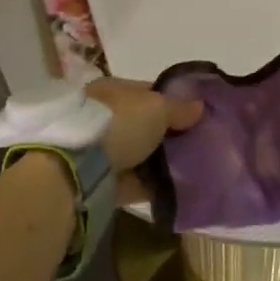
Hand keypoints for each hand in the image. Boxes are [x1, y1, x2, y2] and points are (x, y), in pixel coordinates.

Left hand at [85, 77, 203, 174]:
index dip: (172, 100)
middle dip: (168, 134)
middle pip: (144, 124)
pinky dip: (152, 185)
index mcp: (113, 90)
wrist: (80, 168)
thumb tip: (199, 105)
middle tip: (198, 144)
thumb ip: (178, 107)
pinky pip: (135, 181)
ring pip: (140, 153)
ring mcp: (103, 149)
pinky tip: (176, 190)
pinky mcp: (104, 181)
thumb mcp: (155, 108)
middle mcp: (106, 116)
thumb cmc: (118, 124)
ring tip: (193, 169)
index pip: (148, 92)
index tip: (196, 115)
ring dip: (160, 161)